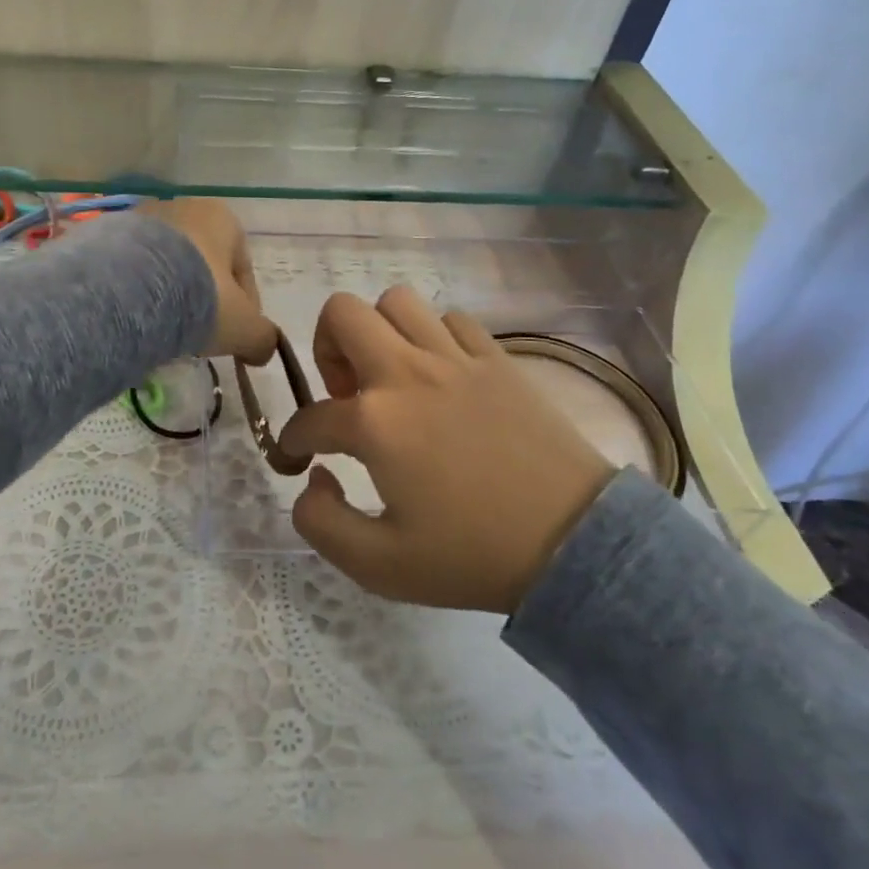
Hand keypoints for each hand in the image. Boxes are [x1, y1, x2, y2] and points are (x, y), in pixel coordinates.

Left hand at [145, 199, 277, 362]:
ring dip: (172, 295)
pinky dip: (142, 291)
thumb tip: (264, 348)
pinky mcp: (108, 232)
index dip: (246, 309)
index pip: (243, 270)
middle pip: (204, 264)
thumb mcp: (244, 327)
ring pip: (169, 265)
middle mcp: (184, 207)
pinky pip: (136, 268)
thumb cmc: (200, 297)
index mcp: (223, 218)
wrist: (129, 287)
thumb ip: (262, 337)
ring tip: (166, 330)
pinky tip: (139, 318)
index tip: (236, 338)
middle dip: (205, 299)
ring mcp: (142, 217)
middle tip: (200, 334)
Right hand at [279, 288, 616, 612]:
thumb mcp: (379, 566)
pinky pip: (452, 320)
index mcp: (375, 422)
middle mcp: (408, 373)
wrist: (573, 545)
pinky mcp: (496, 359)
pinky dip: (434, 336)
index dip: (295, 438)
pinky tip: (442, 375)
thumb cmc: (472, 557)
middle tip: (345, 393)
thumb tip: (313, 478)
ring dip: (380, 332)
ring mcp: (456, 359)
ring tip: (390, 376)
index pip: (311, 417)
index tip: (300, 456)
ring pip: (397, 302)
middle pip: (342, 313)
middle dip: (326, 347)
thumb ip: (320, 523)